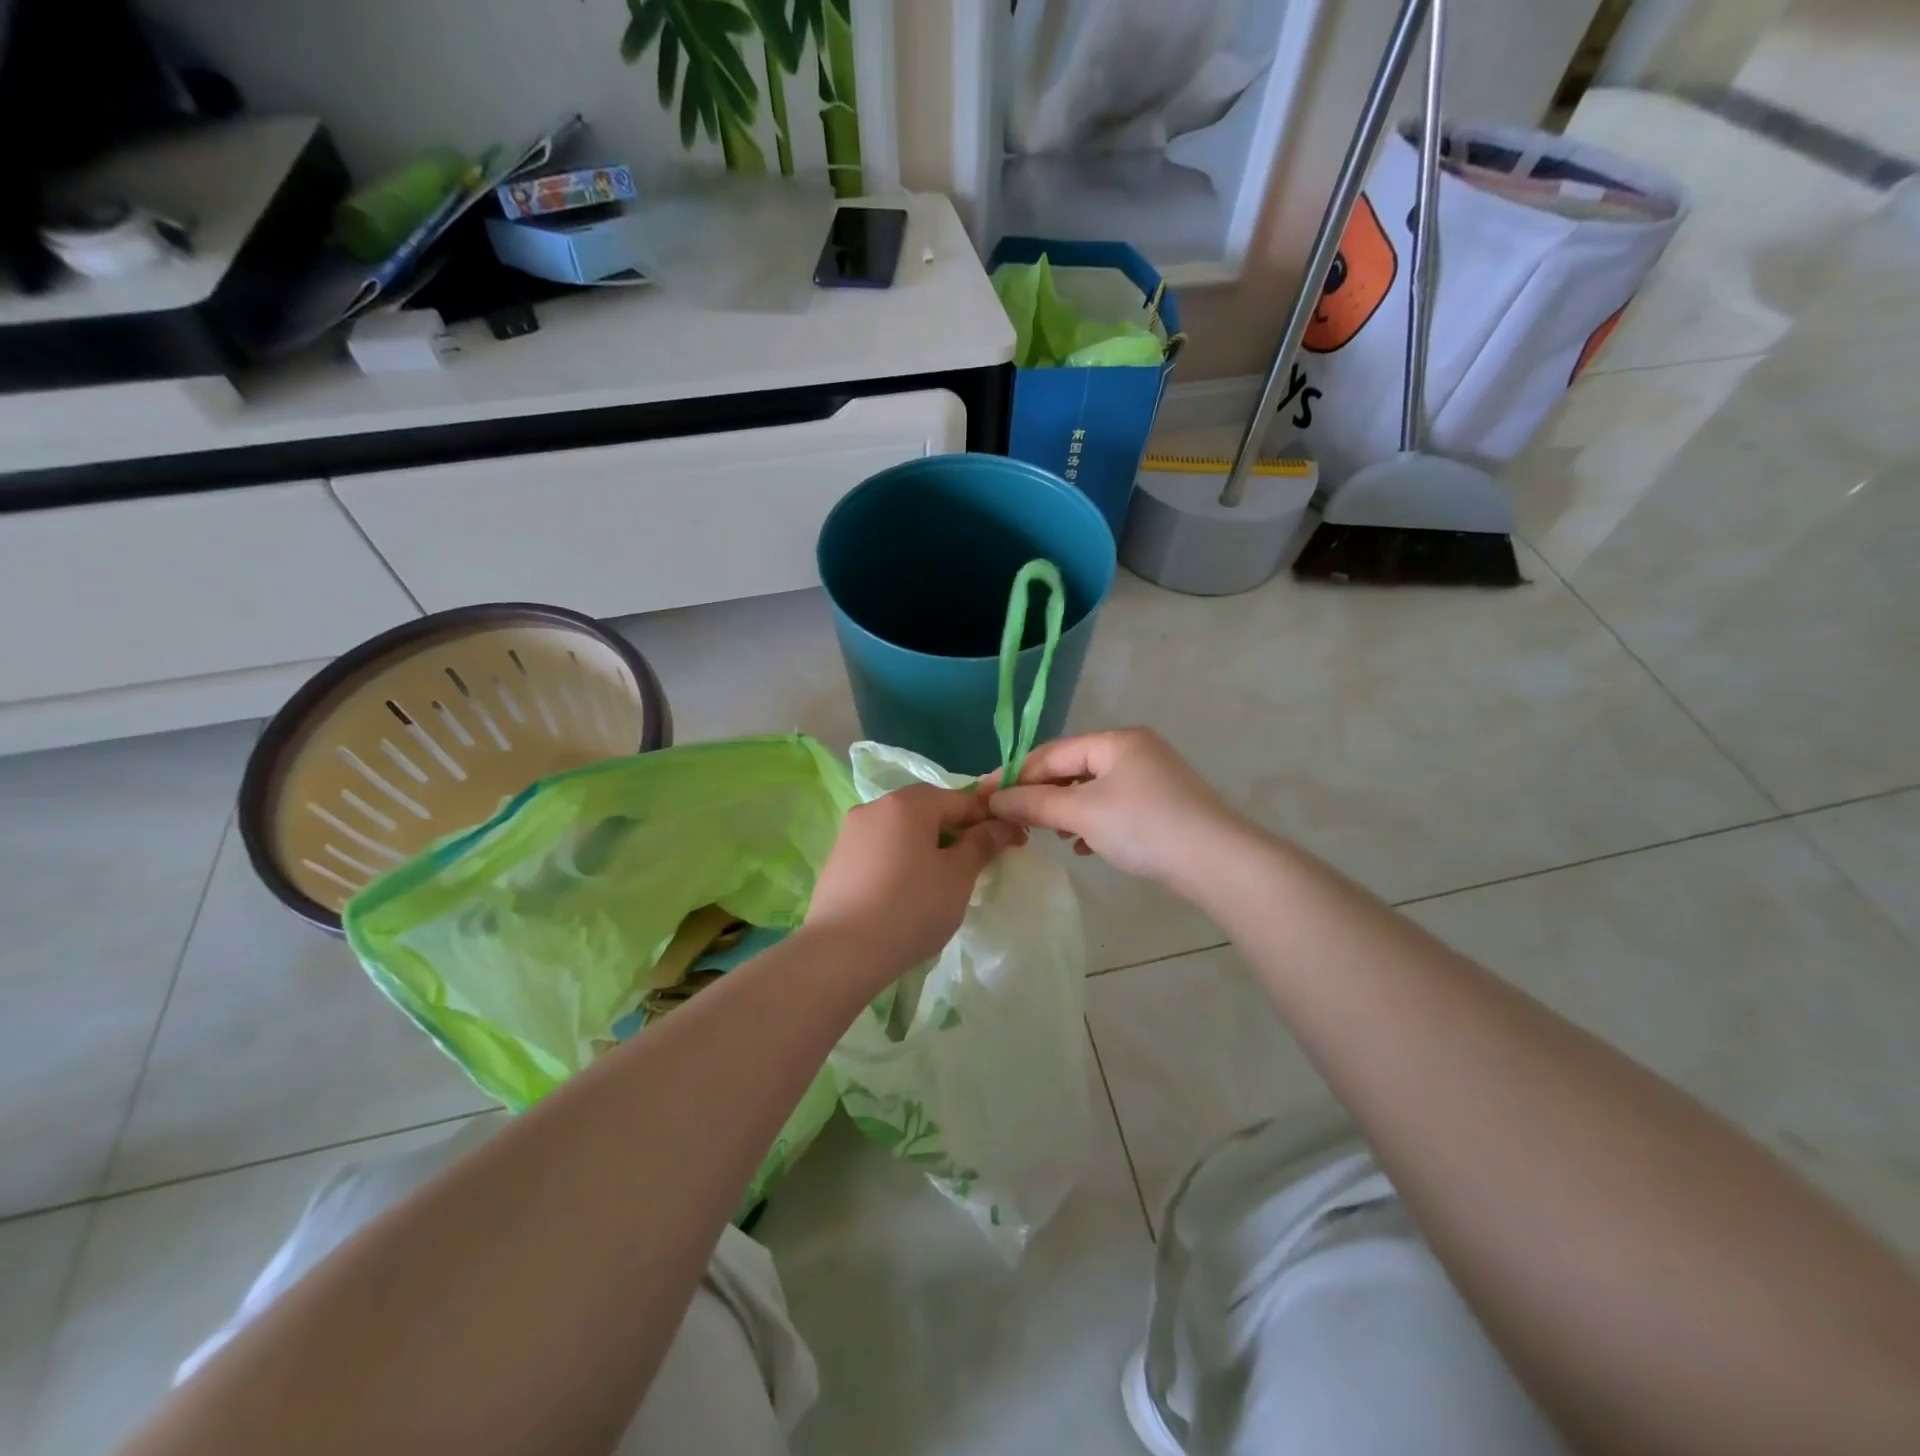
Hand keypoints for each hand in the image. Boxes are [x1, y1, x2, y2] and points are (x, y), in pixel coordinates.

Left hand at [805, 783, 1025, 976]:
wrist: (841, 953)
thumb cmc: (911, 908)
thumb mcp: (958, 877)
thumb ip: (981, 844)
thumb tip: (1001, 824)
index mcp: (907, 803)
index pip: (959, 799)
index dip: (989, 818)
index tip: (1012, 841)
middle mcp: (874, 807)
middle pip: (927, 811)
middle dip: (956, 832)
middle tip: (978, 864)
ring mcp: (850, 833)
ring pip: (902, 831)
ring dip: (928, 846)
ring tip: (943, 882)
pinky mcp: (837, 860)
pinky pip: (880, 850)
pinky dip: (901, 861)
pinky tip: (908, 892)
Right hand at [988, 729, 1247, 891]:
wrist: (1217, 861)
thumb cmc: (1143, 826)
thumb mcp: (1082, 813)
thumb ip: (1035, 804)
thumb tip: (994, 799)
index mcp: (1116, 741)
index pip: (1053, 752)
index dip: (1018, 775)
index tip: (988, 798)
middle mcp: (1135, 750)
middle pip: (1073, 768)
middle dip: (1043, 795)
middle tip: (1017, 820)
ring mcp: (1153, 778)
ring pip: (1094, 790)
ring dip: (1066, 811)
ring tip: (1049, 834)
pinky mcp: (1163, 805)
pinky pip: (1115, 807)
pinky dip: (1093, 822)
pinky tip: (1083, 846)